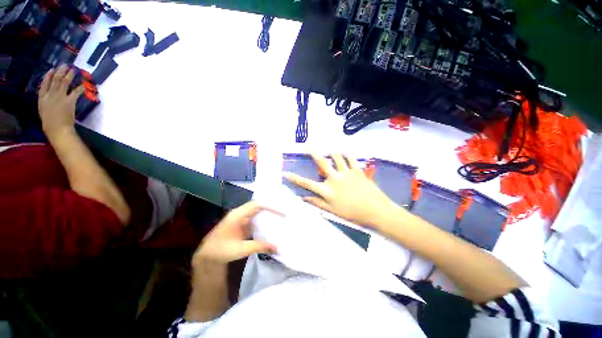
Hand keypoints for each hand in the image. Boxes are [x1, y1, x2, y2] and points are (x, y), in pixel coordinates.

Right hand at [38, 65, 84, 139]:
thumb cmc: (50, 123)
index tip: (51, 69)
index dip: (48, 76)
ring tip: (73, 70)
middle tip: (64, 65)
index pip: (44, 84)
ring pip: (64, 82)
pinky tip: (83, 84)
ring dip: (69, 75)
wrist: (57, 129)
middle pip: (55, 80)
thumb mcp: (43, 110)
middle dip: (60, 71)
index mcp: (42, 98)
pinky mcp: (69, 101)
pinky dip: (80, 88)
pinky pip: (76, 92)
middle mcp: (50, 95)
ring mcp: (60, 97)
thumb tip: (49, 95)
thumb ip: (46, 102)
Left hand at [193, 201, 278, 264]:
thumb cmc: (221, 251)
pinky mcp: (243, 224)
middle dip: (272, 207)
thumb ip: (259, 246)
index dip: (270, 206)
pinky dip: (264, 220)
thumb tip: (277, 248)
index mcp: (238, 215)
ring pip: (258, 211)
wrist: (207, 256)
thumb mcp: (241, 249)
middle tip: (285, 212)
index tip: (282, 213)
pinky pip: (256, 218)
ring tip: (281, 216)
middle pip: (259, 205)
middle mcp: (240, 213)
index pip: (257, 205)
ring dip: (269, 213)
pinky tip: (271, 225)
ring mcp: (241, 218)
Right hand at [283, 154, 399, 227]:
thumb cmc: (352, 213)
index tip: (286, 173)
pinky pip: (351, 158)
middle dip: (313, 153)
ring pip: (336, 156)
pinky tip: (344, 152)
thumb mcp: (333, 211)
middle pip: (321, 162)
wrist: (376, 211)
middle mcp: (334, 178)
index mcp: (327, 190)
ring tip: (329, 149)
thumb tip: (304, 198)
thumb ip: (317, 203)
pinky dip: (346, 154)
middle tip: (307, 145)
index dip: (295, 178)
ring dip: (331, 151)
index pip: (307, 183)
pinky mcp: (357, 170)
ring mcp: (346, 172)